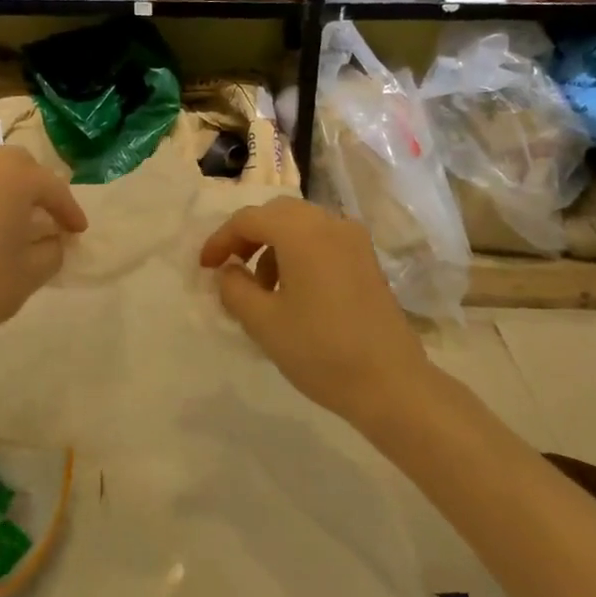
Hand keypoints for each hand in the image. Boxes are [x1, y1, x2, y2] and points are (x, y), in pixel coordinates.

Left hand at [0, 147, 87, 363]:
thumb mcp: (32, 272)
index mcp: (15, 176)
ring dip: (11, 186)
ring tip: (20, 216)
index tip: (79, 232)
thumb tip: (53, 239)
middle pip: (21, 165)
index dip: (70, 211)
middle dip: (40, 188)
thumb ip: (53, 249)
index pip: (53, 188)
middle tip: (51, 218)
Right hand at [200, 198, 430, 426]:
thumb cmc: (320, 351)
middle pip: (277, 214)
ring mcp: (354, 240)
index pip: (249, 219)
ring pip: (301, 225)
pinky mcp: (367, 260)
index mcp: (302, 232)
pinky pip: (323, 240)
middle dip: (248, 237)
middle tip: (230, 269)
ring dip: (274, 246)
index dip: (221, 239)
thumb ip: (234, 289)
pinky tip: (294, 291)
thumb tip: (229, 271)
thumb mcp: (263, 322)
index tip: (205, 267)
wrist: (390, 383)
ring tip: (261, 289)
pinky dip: (299, 253)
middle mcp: (330, 224)